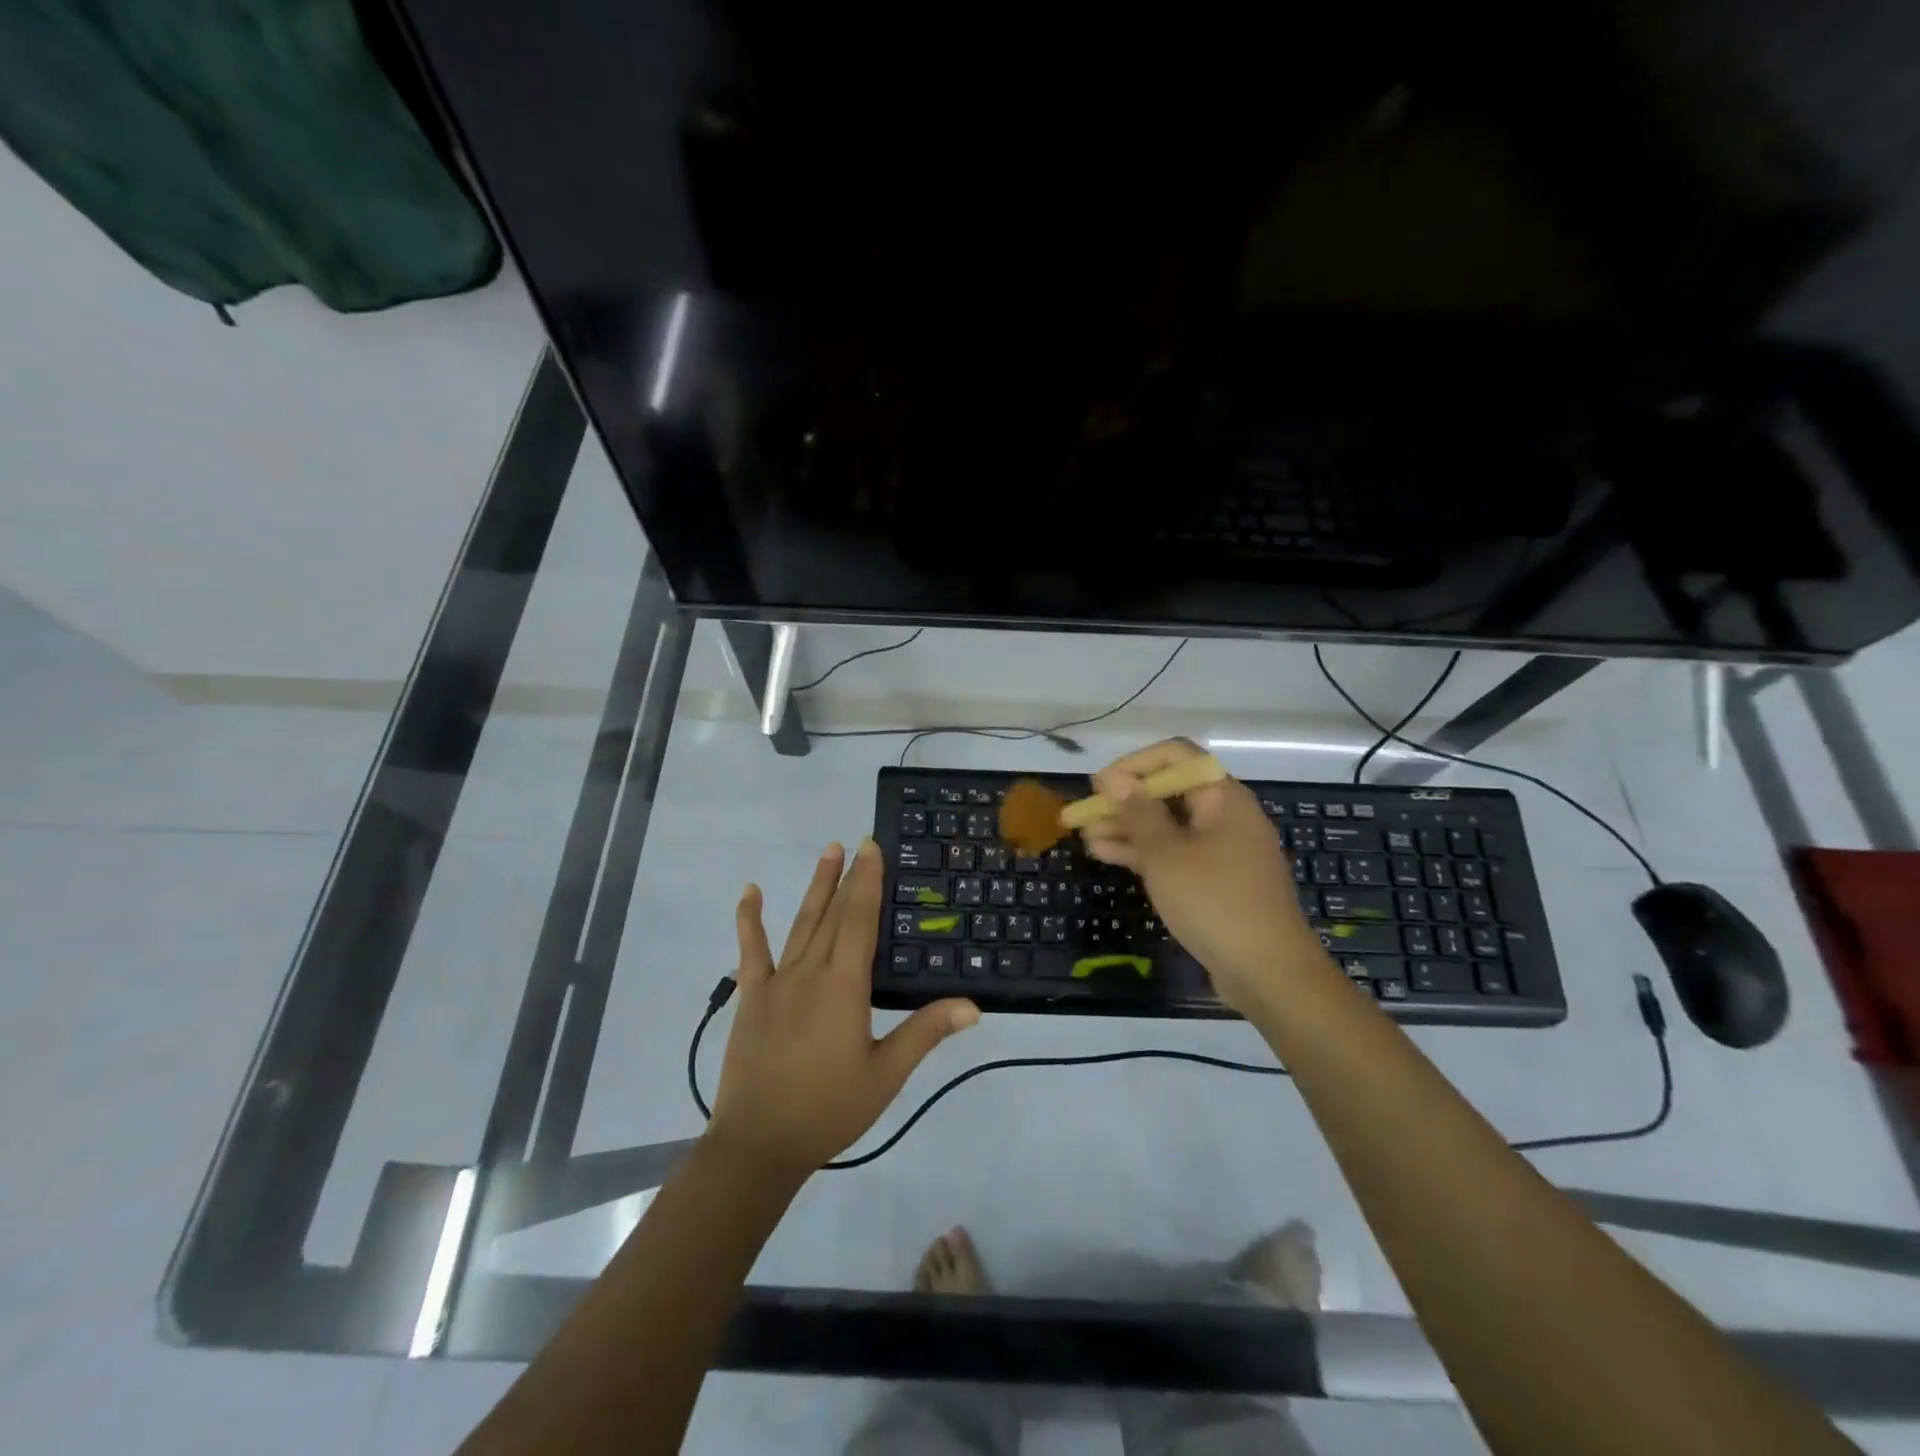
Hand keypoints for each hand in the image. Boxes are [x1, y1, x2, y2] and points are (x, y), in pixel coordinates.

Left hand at [709, 839, 980, 1176]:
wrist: (759, 1143)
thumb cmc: (829, 1109)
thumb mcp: (886, 1075)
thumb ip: (925, 1033)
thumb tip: (973, 1006)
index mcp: (844, 986)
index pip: (860, 921)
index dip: (868, 882)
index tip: (873, 848)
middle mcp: (811, 972)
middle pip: (833, 914)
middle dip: (848, 876)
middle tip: (857, 842)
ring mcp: (777, 981)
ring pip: (801, 923)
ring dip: (815, 887)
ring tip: (827, 852)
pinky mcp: (752, 997)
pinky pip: (751, 950)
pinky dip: (750, 919)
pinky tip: (750, 892)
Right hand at [1081, 739, 1322, 1014]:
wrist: (1268, 973)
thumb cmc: (1215, 902)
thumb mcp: (1166, 855)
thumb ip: (1138, 812)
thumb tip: (1113, 777)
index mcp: (1222, 797)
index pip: (1176, 757)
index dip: (1134, 764)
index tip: (1100, 785)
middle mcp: (1225, 815)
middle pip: (1169, 792)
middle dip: (1124, 801)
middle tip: (1083, 814)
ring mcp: (1222, 849)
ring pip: (1168, 826)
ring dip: (1127, 828)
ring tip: (1086, 838)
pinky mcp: (1215, 879)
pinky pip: (1175, 853)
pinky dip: (1144, 852)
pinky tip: (1107, 856)